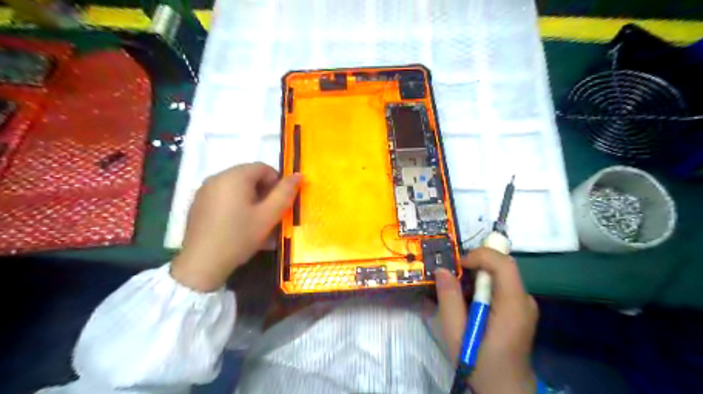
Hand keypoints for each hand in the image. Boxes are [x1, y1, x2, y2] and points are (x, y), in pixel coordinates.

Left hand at [172, 161, 301, 292]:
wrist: (201, 263)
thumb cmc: (239, 237)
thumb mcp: (268, 216)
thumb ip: (285, 193)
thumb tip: (298, 175)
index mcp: (235, 176)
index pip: (264, 168)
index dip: (277, 184)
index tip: (278, 205)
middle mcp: (217, 177)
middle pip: (249, 176)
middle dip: (263, 192)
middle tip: (267, 214)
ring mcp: (204, 190)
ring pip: (236, 187)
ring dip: (250, 199)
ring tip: (253, 221)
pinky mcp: (197, 203)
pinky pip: (223, 196)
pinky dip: (234, 204)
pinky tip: (235, 224)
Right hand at [435, 248, 538, 391]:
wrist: (505, 390)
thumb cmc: (480, 364)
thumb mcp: (456, 334)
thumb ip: (449, 299)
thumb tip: (442, 270)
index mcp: (513, 306)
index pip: (504, 264)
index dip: (480, 256)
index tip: (457, 266)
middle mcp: (524, 300)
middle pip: (502, 266)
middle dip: (475, 264)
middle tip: (452, 279)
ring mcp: (524, 304)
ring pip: (500, 274)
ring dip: (476, 276)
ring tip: (457, 294)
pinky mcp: (519, 309)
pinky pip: (500, 286)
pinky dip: (482, 286)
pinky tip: (469, 304)